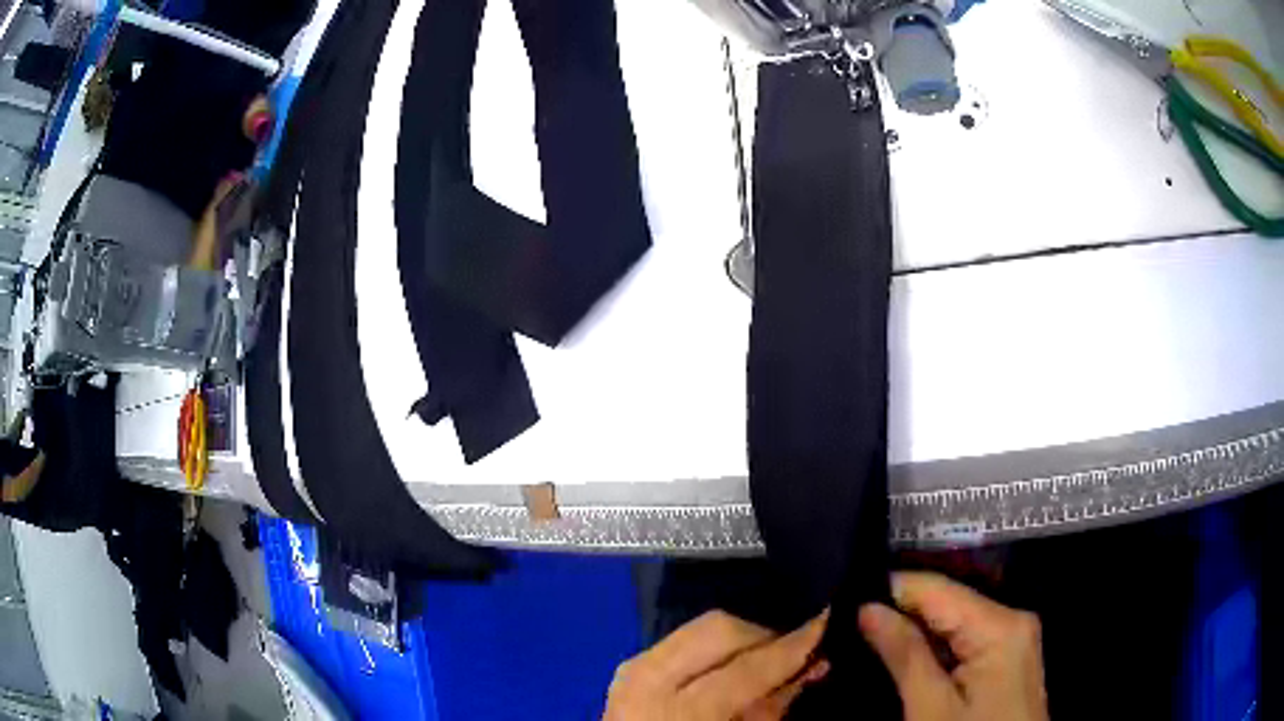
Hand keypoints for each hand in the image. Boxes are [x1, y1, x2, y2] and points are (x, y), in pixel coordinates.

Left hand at [605, 610, 829, 720]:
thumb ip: (772, 708)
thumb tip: (812, 667)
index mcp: (680, 711)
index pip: (747, 668)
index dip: (792, 646)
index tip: (828, 623)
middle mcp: (650, 679)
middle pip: (719, 630)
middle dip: (764, 636)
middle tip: (794, 653)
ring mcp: (633, 668)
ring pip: (700, 627)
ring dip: (740, 639)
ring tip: (766, 659)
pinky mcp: (629, 667)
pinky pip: (681, 640)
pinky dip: (713, 647)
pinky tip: (732, 665)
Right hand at [859, 572, 1047, 720]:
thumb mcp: (930, 709)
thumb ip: (904, 655)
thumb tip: (867, 608)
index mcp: (999, 625)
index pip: (936, 588)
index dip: (889, 591)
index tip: (844, 604)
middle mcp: (1011, 619)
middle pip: (947, 602)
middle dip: (900, 614)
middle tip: (849, 626)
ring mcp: (1012, 637)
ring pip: (953, 621)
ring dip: (913, 632)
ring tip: (868, 638)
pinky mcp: (1007, 655)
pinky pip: (964, 639)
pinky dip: (933, 647)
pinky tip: (904, 657)